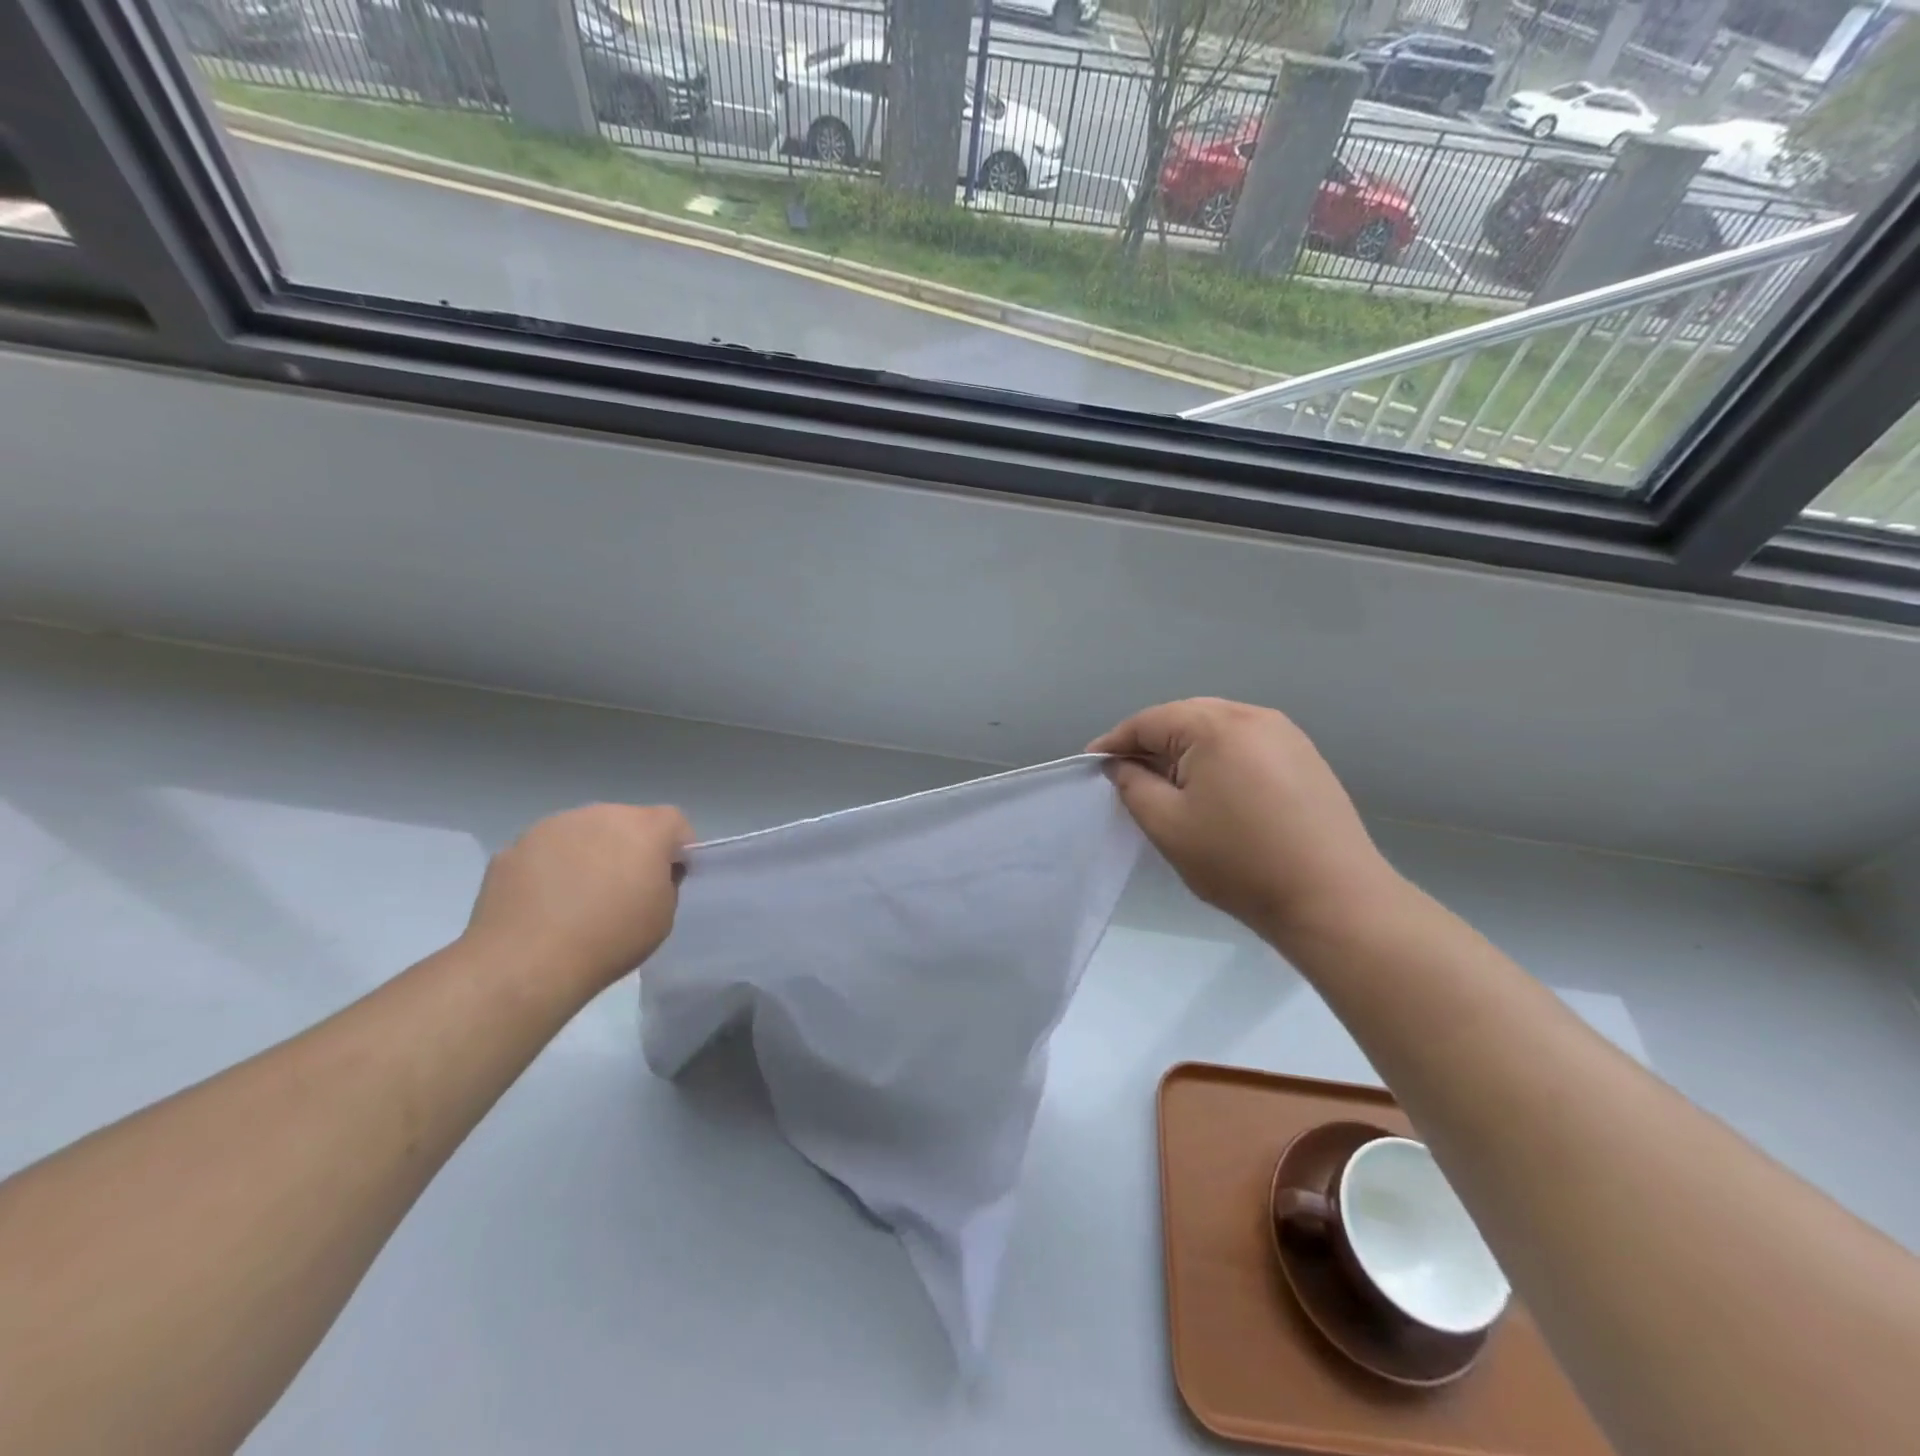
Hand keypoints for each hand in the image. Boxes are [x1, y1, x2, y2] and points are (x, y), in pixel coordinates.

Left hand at [463, 804, 692, 995]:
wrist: (525, 962)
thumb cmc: (610, 938)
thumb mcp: (664, 916)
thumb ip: (665, 883)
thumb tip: (649, 874)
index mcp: (644, 828)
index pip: (675, 822)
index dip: (677, 848)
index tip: (668, 879)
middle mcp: (600, 814)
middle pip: (626, 822)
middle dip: (630, 847)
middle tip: (622, 890)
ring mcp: (552, 826)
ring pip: (583, 833)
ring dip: (589, 854)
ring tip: (577, 899)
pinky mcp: (513, 847)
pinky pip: (545, 852)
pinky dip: (551, 869)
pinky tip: (544, 905)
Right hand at [1089, 699, 1400, 945]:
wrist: (1333, 899)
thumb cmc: (1239, 862)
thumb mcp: (1167, 825)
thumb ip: (1133, 785)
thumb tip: (1121, 764)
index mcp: (1216, 725)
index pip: (1149, 721)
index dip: (1115, 743)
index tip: (1091, 765)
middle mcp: (1253, 715)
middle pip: (1184, 718)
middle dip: (1151, 743)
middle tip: (1127, 776)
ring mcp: (1286, 734)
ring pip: (1217, 728)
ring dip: (1185, 750)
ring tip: (1168, 784)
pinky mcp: (1305, 757)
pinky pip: (1246, 744)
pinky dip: (1219, 758)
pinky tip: (1214, 790)